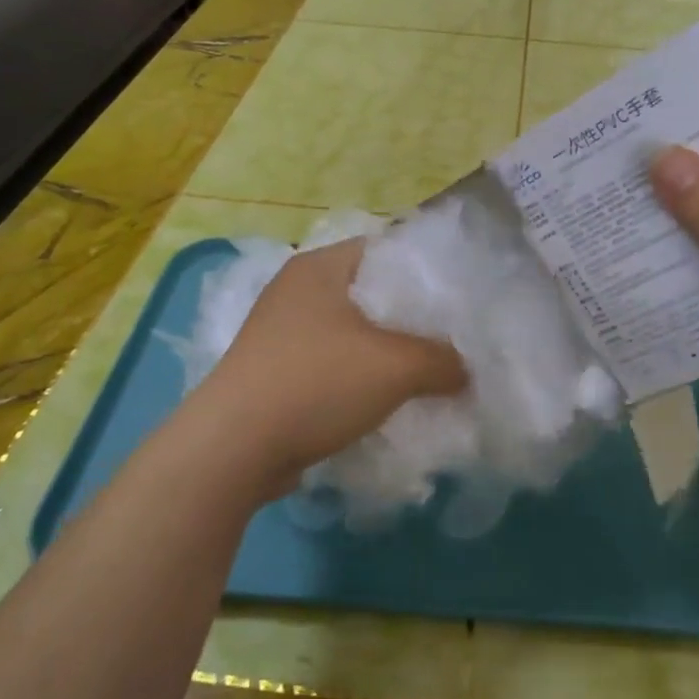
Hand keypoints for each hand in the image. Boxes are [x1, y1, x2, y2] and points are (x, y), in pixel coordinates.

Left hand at [194, 239, 466, 497]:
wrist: (233, 450)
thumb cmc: (316, 384)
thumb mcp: (396, 366)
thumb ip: (443, 360)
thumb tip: (465, 369)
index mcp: (321, 267)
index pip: (387, 248)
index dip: (428, 269)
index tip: (462, 294)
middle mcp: (298, 290)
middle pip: (372, 292)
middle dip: (412, 317)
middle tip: (454, 336)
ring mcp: (282, 332)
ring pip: (353, 331)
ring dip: (387, 351)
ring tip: (429, 370)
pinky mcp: (276, 371)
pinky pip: (333, 363)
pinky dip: (360, 376)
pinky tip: (389, 399)